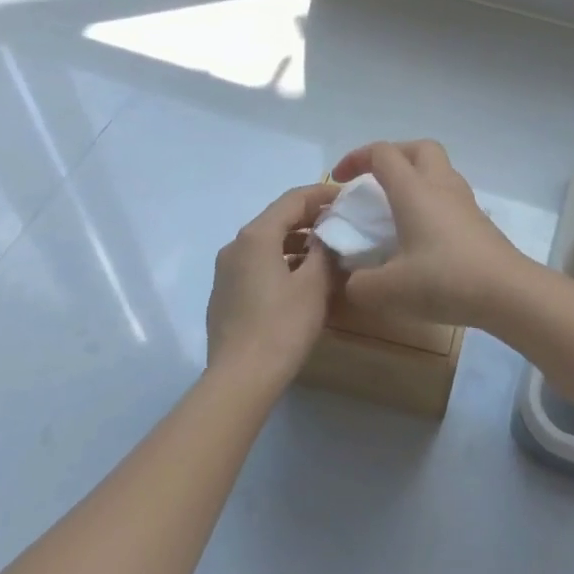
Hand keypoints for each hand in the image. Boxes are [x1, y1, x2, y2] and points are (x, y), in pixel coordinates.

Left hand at [206, 183, 340, 388]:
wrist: (240, 379)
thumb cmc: (282, 326)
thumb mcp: (314, 285)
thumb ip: (325, 252)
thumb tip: (328, 236)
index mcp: (255, 236)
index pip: (293, 200)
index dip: (322, 194)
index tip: (348, 196)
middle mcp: (235, 246)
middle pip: (277, 220)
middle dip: (311, 219)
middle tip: (342, 224)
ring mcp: (225, 272)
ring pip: (267, 244)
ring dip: (297, 243)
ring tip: (327, 253)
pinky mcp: (225, 295)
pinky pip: (258, 266)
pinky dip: (282, 262)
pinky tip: (302, 280)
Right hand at [329, 141, 534, 328]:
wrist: (507, 292)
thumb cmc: (445, 280)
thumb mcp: (389, 290)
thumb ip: (360, 284)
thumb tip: (353, 281)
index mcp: (414, 190)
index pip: (382, 154)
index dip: (356, 158)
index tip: (339, 181)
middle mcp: (440, 185)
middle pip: (418, 148)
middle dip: (392, 156)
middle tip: (373, 181)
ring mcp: (464, 201)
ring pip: (438, 169)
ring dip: (414, 177)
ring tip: (396, 208)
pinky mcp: (478, 220)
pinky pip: (449, 194)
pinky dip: (431, 200)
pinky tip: (422, 233)